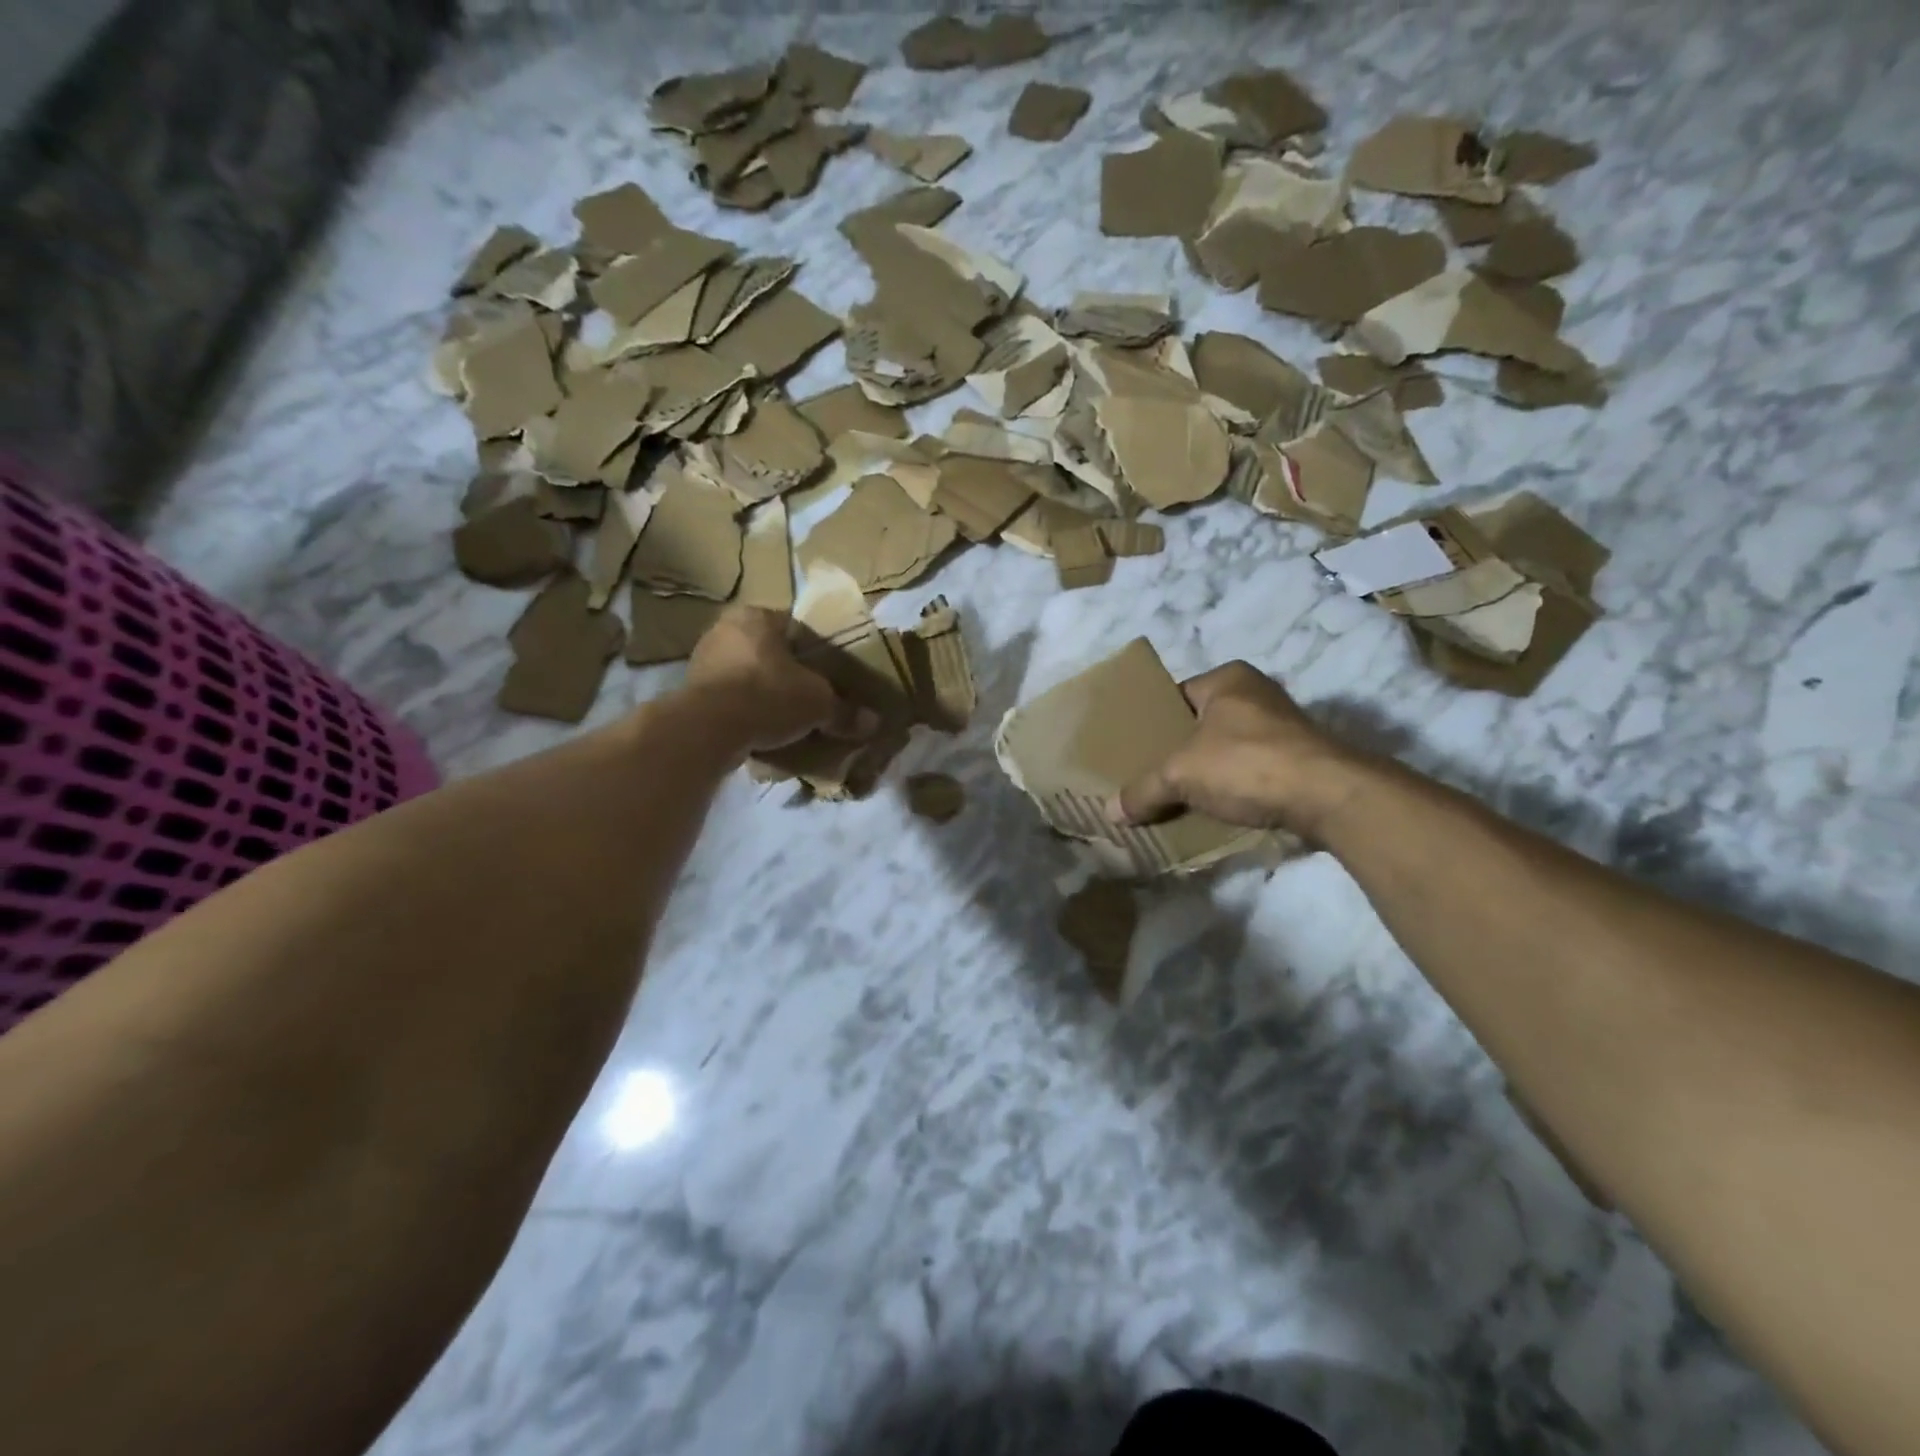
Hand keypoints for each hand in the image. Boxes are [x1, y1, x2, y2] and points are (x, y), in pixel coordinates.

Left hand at [683, 606, 875, 751]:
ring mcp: (703, 660)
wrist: (709, 729)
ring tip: (789, 719)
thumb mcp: (818, 703)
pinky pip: (730, 699)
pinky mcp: (691, 692)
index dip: (818, 651)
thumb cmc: (768, 696)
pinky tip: (763, 731)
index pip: (796, 627)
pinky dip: (746, 712)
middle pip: (770, 652)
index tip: (831, 674)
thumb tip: (873, 723)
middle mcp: (726, 630)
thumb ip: (844, 711)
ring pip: (748, 675)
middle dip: (790, 674)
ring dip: (766, 694)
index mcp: (758, 616)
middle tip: (813, 698)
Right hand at [1110, 662, 1368, 837]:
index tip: (1132, 751)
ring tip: (1173, 798)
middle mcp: (1256, 695)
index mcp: (1227, 679)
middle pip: (1199, 725)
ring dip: (1204, 774)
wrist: (1329, 797)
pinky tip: (1211, 811)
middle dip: (1177, 752)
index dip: (1151, 723)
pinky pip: (1249, 772)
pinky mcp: (1298, 760)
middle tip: (1147, 777)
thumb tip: (1110, 812)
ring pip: (1224, 751)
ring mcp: (1282, 728)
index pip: (1174, 697)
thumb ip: (1144, 789)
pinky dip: (1231, 789)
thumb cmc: (1247, 764)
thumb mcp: (1181, 775)